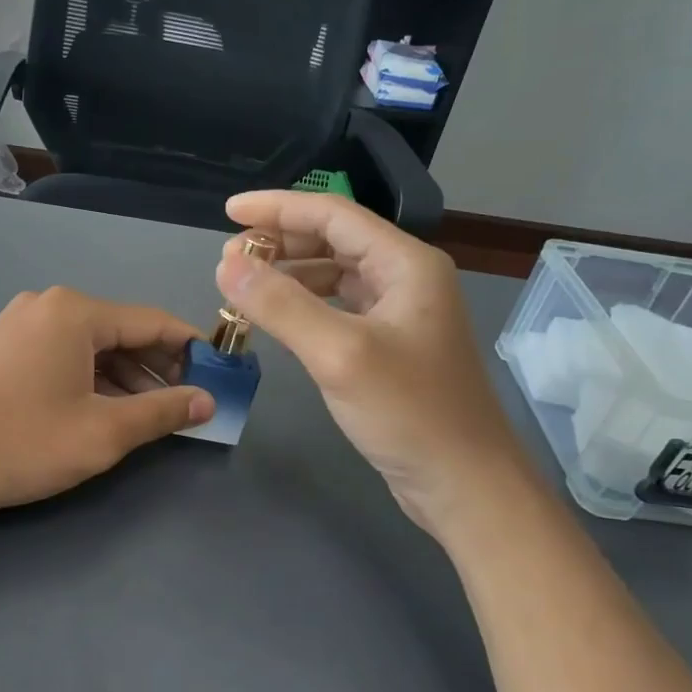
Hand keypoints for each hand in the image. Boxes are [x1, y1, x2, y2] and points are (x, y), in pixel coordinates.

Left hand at [0, 287, 213, 520]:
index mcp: (75, 312)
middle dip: (159, 367)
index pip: (153, 322)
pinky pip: (63, 354)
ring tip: (153, 413)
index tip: (220, 378)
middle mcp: (48, 305)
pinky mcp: (2, 348)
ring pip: (92, 345)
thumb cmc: (20, 443)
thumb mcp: (102, 433)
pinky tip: (105, 408)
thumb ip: (161, 412)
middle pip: (122, 331)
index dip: (192, 350)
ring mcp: (19, 324)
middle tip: (189, 404)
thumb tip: (207, 401)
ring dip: (126, 377)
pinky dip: (91, 378)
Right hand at [216, 191, 522, 531]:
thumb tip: (226, 265)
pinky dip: (305, 307)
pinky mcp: (390, 347)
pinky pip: (339, 309)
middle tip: (230, 259)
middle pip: (334, 241)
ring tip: (245, 287)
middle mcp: (406, 279)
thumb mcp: (339, 353)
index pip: (333, 215)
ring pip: (335, 276)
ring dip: (290, 275)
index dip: (277, 208)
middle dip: (281, 242)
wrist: (464, 484)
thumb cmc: (409, 413)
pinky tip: (278, 320)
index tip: (228, 213)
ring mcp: (400, 314)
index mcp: (406, 264)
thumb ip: (281, 305)